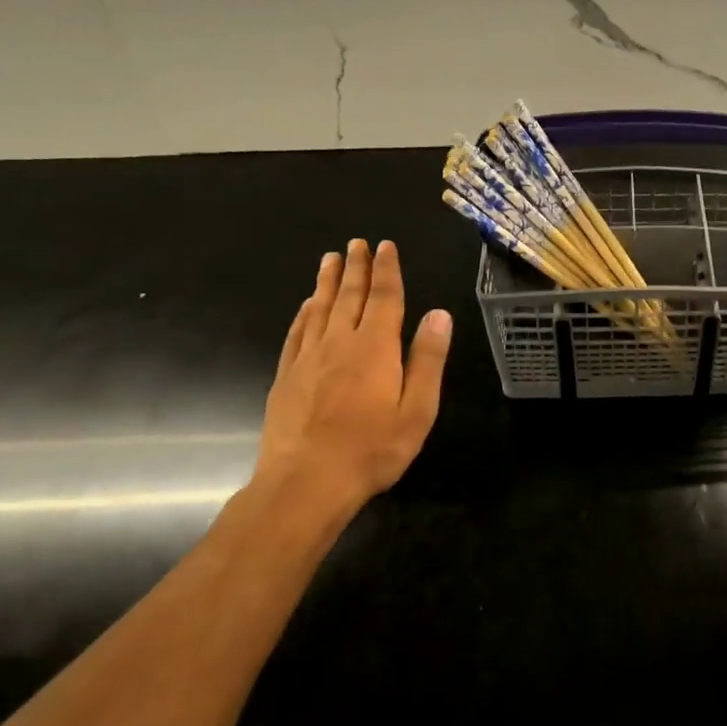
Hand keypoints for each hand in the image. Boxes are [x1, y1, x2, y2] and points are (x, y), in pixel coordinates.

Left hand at [253, 238, 452, 517]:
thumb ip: (427, 359)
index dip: (386, 270)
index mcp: (375, 347)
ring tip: (330, 259)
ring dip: (328, 282)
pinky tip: (307, 306)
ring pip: (320, 308)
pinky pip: (297, 333)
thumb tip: (439, 314)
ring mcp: (308, 358)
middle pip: (349, 296)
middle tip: (357, 243)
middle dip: (356, 267)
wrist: (306, 482)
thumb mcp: (417, 409)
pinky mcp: (287, 376)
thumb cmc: (372, 449)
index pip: (384, 298)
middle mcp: (339, 342)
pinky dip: (304, 313)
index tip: (385, 246)